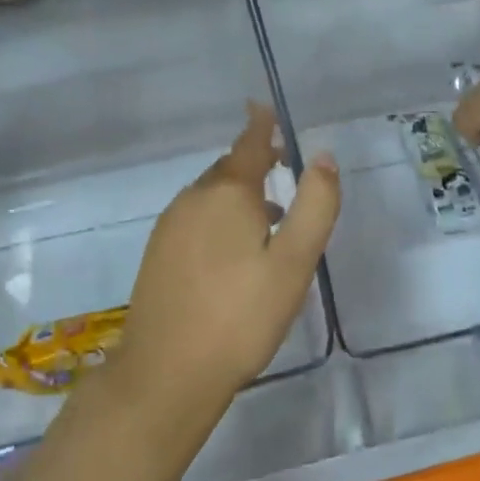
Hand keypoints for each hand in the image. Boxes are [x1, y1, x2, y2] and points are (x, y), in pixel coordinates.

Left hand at [114, 104, 339, 413]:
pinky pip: (196, 218)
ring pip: (210, 196)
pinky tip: (234, 249)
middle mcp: (193, 200)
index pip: (248, 145)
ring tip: (270, 214)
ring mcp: (169, 227)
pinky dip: (220, 217)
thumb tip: (322, 157)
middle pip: (228, 169)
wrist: (166, 374)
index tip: (265, 106)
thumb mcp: (293, 263)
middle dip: (255, 163)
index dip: (261, 125)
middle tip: (282, 165)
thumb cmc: (240, 316)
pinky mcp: (158, 255)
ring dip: (240, 194)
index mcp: (227, 194)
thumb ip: (314, 206)